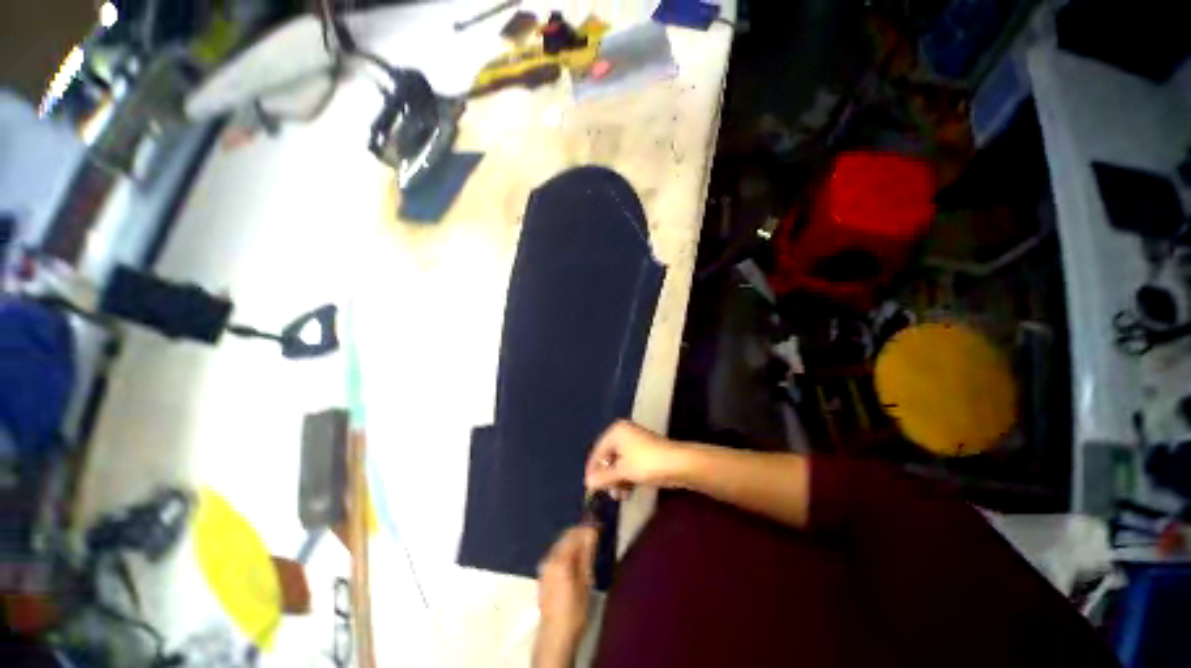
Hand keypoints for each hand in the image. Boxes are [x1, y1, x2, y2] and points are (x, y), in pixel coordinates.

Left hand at [535, 525, 597, 665]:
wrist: (555, 636)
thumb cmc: (574, 611)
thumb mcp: (586, 581)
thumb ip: (587, 553)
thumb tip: (592, 531)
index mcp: (560, 559)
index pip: (575, 533)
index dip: (587, 527)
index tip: (599, 525)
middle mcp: (549, 558)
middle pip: (566, 536)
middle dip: (580, 531)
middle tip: (595, 533)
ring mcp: (545, 565)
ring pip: (561, 543)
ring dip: (574, 540)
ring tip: (588, 544)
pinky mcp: (544, 573)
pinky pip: (557, 552)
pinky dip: (568, 549)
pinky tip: (576, 557)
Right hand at [585, 420, 685, 496]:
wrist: (678, 464)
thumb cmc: (646, 463)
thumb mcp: (622, 471)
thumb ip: (603, 477)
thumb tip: (588, 483)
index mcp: (616, 432)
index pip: (597, 450)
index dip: (592, 469)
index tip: (590, 487)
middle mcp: (624, 433)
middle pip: (608, 457)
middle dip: (608, 477)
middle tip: (609, 493)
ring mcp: (635, 442)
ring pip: (619, 463)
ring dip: (617, 480)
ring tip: (620, 496)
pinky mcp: (644, 452)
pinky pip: (629, 464)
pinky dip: (627, 477)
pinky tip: (628, 491)